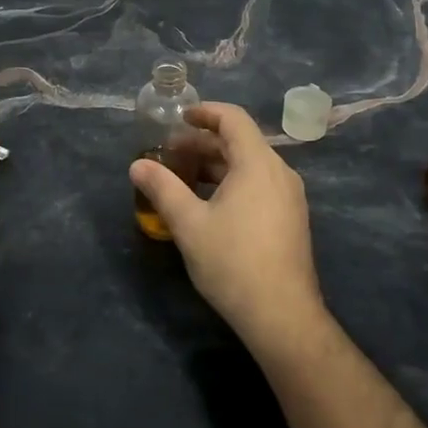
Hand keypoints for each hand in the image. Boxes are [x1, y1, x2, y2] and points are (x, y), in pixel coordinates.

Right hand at [130, 102, 324, 351]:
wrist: (281, 315)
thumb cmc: (233, 262)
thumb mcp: (189, 223)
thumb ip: (162, 188)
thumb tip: (137, 165)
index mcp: (258, 164)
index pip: (233, 119)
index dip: (205, 112)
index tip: (179, 118)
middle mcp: (279, 173)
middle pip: (241, 142)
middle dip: (204, 143)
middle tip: (170, 153)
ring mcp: (289, 197)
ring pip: (250, 165)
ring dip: (216, 164)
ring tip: (184, 178)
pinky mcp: (290, 219)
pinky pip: (259, 185)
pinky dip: (232, 182)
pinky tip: (209, 204)